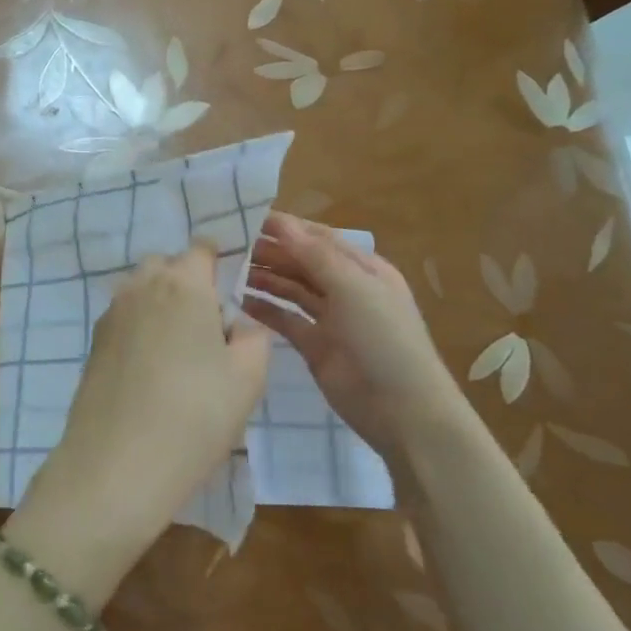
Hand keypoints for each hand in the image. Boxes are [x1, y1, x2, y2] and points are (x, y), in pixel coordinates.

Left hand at [14, 245, 268, 600]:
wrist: (116, 465)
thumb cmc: (195, 416)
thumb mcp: (248, 378)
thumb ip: (254, 337)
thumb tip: (238, 324)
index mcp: (183, 284)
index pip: (202, 249)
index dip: (219, 263)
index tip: (233, 295)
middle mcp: (141, 286)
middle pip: (167, 265)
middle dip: (188, 282)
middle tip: (209, 328)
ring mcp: (111, 314)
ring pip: (141, 290)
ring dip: (162, 305)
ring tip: (181, 353)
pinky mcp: (93, 343)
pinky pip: (124, 318)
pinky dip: (141, 329)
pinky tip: (152, 370)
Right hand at [243, 213, 459, 453]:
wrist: (402, 410)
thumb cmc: (383, 339)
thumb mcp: (353, 288)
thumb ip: (314, 255)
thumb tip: (280, 222)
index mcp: (363, 268)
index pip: (318, 239)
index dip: (286, 228)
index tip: (246, 219)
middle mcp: (346, 288)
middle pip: (302, 262)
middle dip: (270, 252)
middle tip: (230, 247)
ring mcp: (330, 318)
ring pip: (291, 289)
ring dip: (264, 278)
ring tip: (229, 271)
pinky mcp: (314, 346)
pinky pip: (285, 320)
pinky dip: (264, 310)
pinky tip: (239, 301)